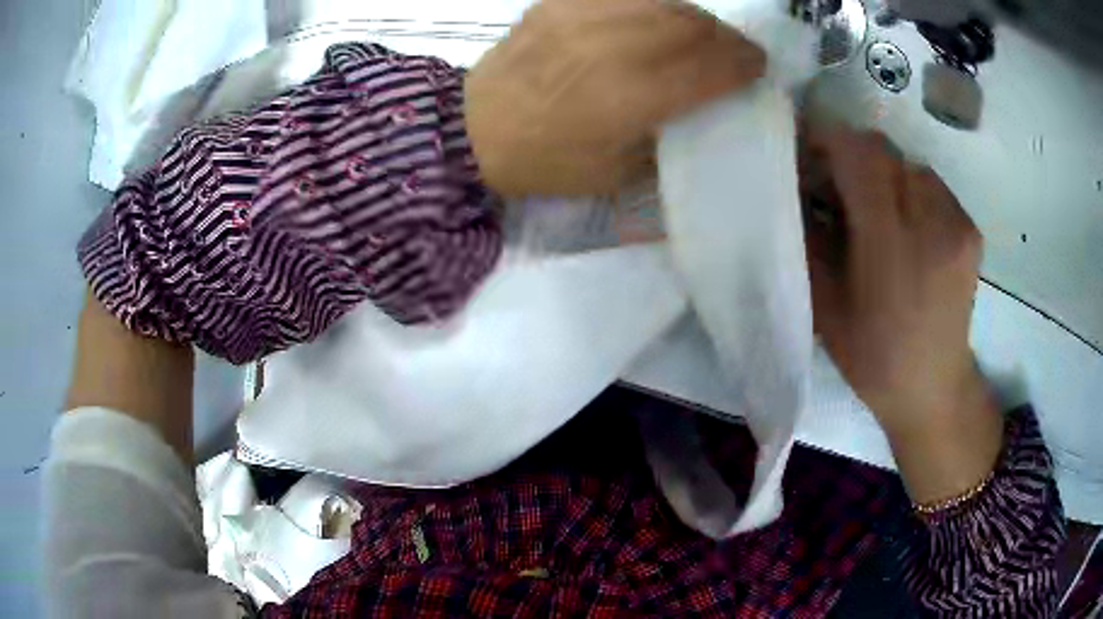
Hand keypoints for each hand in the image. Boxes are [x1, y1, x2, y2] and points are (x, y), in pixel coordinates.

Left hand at [465, 0, 764, 196]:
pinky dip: (653, 5)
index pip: (707, 68)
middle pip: (691, 27)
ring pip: (662, 3)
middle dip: (726, 38)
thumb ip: (665, 135)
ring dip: (695, 18)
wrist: (473, 130)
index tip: (759, 67)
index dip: (742, 64)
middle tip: (737, 50)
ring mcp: (582, 17)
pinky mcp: (560, 2)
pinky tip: (658, 18)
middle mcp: (611, 47)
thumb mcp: (615, 172)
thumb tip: (700, 108)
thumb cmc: (546, 161)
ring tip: (703, 34)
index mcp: (629, 98)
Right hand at [803, 127, 1002, 502]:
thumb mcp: (825, 306)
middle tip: (835, 183)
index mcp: (891, 248)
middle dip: (852, 156)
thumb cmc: (873, 357)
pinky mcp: (970, 228)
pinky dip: (909, 189)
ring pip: (907, 163)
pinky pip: (931, 184)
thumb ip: (810, 238)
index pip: (859, 156)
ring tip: (873, 209)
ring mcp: (957, 223)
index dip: (827, 140)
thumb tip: (798, 185)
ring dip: (882, 173)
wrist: (933, 387)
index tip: (807, 151)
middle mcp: (931, 223)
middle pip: (884, 150)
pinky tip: (905, 225)